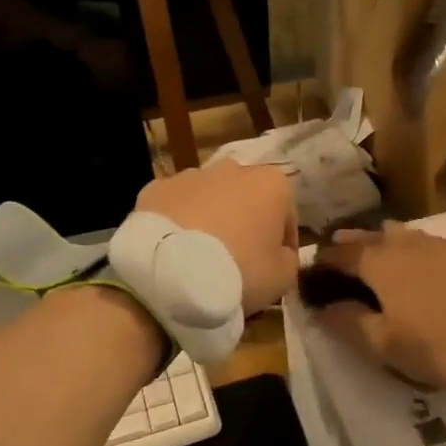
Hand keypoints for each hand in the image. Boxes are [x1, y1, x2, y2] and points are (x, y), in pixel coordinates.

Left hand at [136, 163, 298, 313]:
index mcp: (272, 184)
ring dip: (211, 218)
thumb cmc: (241, 270)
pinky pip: (176, 205)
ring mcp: (191, 175)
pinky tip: (174, 248)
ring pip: (209, 197)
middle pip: (247, 199)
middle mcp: (234, 168)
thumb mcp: (283, 276)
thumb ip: (288, 258)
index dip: (282, 243)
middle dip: (245, 222)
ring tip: (202, 254)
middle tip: (238, 258)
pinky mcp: (156, 188)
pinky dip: (178, 221)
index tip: (274, 265)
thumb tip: (280, 253)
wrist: (172, 273)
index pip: (286, 215)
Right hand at [308, 224, 445, 389]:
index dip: (324, 261)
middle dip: (354, 244)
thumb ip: (348, 322)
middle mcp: (410, 242)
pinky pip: (437, 246)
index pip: (341, 253)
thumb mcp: (386, 345)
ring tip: (383, 257)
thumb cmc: (442, 346)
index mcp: (382, 262)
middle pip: (374, 237)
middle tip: (342, 255)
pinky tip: (428, 267)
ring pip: (407, 237)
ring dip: (388, 245)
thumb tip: (321, 307)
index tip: (313, 271)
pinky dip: (422, 253)